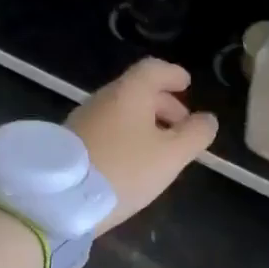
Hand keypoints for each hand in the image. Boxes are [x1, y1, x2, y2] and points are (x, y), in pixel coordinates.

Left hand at [68, 59, 217, 233]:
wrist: (61, 199)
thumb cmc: (124, 170)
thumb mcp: (171, 156)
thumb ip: (194, 135)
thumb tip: (207, 119)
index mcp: (129, 93)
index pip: (153, 69)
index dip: (173, 75)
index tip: (186, 85)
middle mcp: (103, 98)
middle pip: (136, 91)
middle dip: (163, 104)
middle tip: (181, 126)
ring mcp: (83, 120)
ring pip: (120, 111)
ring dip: (144, 122)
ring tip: (160, 148)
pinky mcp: (71, 143)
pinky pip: (106, 128)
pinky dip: (125, 135)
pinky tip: (131, 161)